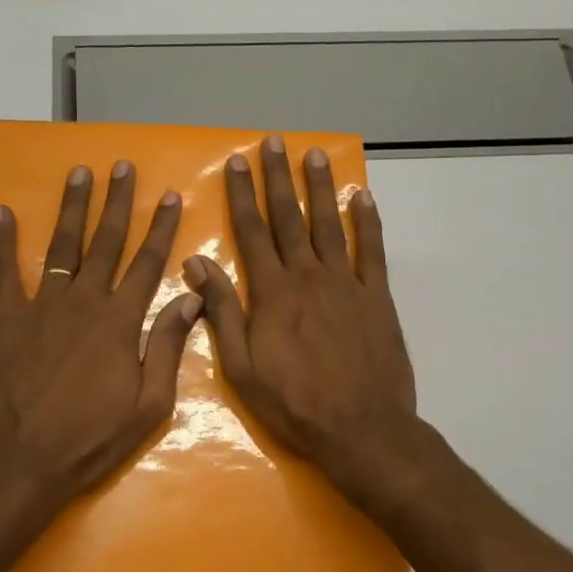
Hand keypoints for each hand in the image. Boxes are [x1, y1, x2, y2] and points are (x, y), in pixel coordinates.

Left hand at [0, 161, 202, 506]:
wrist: (23, 462)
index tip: (170, 196)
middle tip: (124, 167)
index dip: (161, 228)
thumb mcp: (149, 404)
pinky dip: (2, 241)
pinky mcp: (8, 320)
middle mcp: (84, 302)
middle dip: (118, 202)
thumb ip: (167, 346)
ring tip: (80, 173)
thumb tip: (191, 298)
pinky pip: (4, 273)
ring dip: (72, 208)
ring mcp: (42, 307)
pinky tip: (2, 212)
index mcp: (120, 322)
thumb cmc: (92, 439)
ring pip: (61, 246)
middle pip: (106, 243)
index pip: (148, 264)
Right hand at [184, 137, 420, 502]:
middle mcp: (308, 276)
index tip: (237, 162)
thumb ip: (221, 311)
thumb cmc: (294, 403)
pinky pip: (372, 251)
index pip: (251, 232)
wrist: (361, 429)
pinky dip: (368, 222)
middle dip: (279, 178)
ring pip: (330, 224)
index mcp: (272, 292)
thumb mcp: (242, 366)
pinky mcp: (376, 297)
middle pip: (289, 218)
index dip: (243, 195)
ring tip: (314, 155)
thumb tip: (196, 262)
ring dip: (320, 188)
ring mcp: (346, 283)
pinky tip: (362, 197)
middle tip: (274, 142)